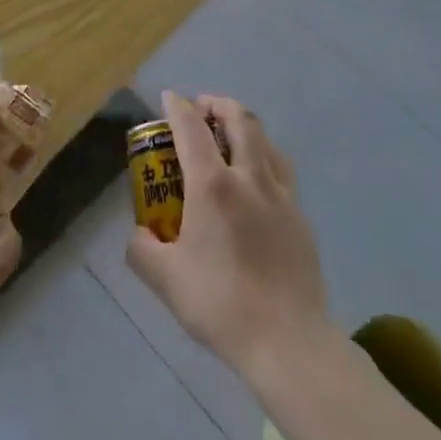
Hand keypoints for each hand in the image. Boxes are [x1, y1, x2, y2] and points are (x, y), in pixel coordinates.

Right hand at [127, 91, 330, 382]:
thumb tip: (140, 234)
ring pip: (266, 141)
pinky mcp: (301, 216)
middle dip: (218, 105)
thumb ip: (142, 249)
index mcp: (212, 186)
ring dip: (245, 126)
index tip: (169, 98)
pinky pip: (282, 170)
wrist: (288, 341)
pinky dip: (264, 157)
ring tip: (230, 137)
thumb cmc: (220, 304)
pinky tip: (256, 179)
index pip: (192, 128)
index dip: (177, 107)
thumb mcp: (164, 279)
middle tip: (202, 109)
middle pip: (239, 120)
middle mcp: (249, 178)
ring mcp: (281, 195)